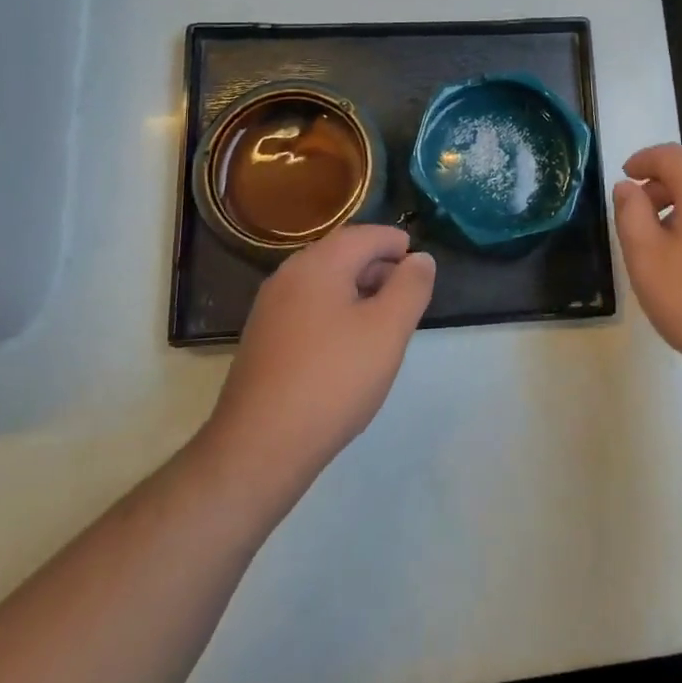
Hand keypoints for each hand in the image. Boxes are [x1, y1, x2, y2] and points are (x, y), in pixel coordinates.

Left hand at [207, 226, 436, 485]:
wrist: (260, 447)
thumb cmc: (333, 379)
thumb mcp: (388, 330)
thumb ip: (410, 287)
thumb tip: (421, 259)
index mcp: (318, 264)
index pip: (365, 235)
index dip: (397, 244)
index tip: (420, 265)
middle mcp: (288, 276)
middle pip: (342, 255)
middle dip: (379, 267)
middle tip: (408, 295)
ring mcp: (270, 309)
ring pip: (324, 283)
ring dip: (358, 291)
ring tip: (385, 321)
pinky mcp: (263, 340)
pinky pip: (308, 308)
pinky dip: (335, 312)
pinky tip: (349, 346)